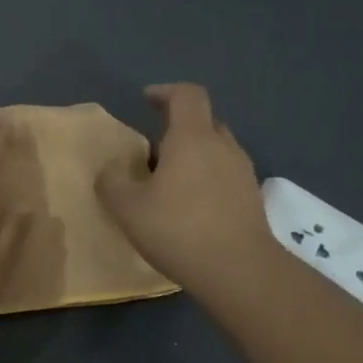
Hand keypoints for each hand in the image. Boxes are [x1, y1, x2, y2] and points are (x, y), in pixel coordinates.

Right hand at [96, 83, 276, 298]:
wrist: (239, 271)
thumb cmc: (179, 230)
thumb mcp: (127, 208)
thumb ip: (111, 182)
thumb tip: (111, 170)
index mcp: (192, 138)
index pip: (186, 95)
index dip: (165, 92)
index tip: (146, 101)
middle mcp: (223, 146)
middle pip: (203, 122)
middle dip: (177, 129)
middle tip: (152, 152)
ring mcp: (243, 172)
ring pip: (216, 150)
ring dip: (193, 156)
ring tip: (169, 183)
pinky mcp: (252, 198)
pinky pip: (225, 175)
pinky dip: (206, 179)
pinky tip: (190, 208)